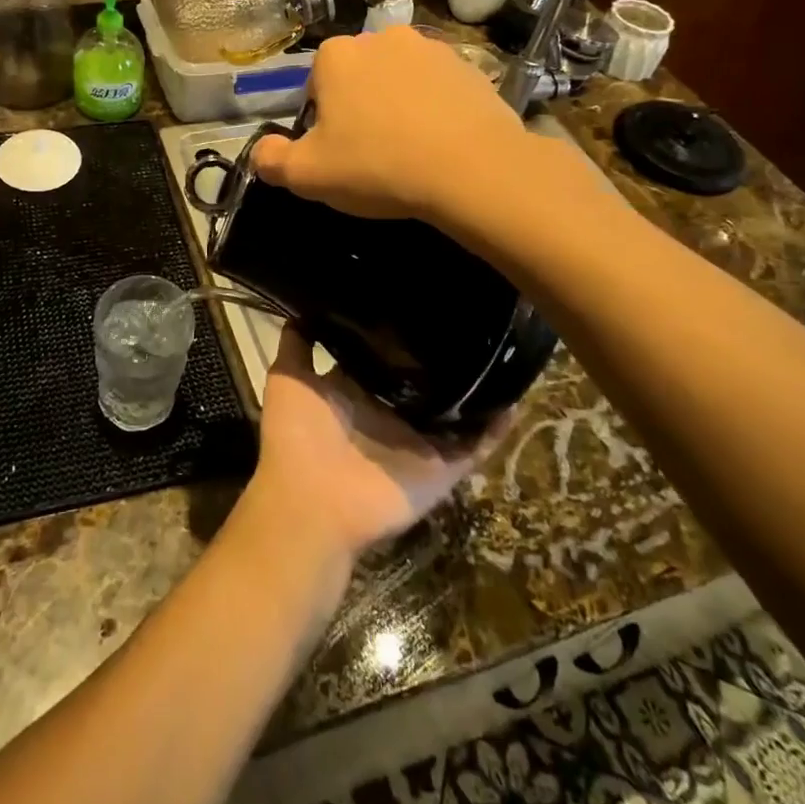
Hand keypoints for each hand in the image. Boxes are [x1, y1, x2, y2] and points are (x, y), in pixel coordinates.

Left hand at [246, 327, 512, 564]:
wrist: (311, 503)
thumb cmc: (296, 436)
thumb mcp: (288, 378)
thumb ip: (298, 343)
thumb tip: (305, 306)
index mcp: (355, 391)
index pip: (383, 357)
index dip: (399, 334)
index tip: (420, 300)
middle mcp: (389, 413)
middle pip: (424, 383)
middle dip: (443, 358)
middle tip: (473, 317)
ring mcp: (417, 442)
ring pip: (456, 412)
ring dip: (478, 390)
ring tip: (505, 350)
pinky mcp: (441, 468)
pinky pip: (476, 447)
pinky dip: (496, 428)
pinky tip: (516, 397)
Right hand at [251, 26, 529, 223]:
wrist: (472, 169)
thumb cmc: (377, 166)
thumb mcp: (307, 175)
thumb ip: (270, 159)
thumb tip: (262, 150)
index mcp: (336, 56)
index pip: (315, 85)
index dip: (321, 121)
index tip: (337, 152)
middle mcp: (381, 38)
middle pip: (357, 78)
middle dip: (359, 107)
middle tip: (371, 153)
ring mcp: (430, 47)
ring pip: (398, 80)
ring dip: (397, 105)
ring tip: (410, 150)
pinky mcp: (469, 66)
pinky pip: (437, 88)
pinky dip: (434, 108)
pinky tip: (441, 143)